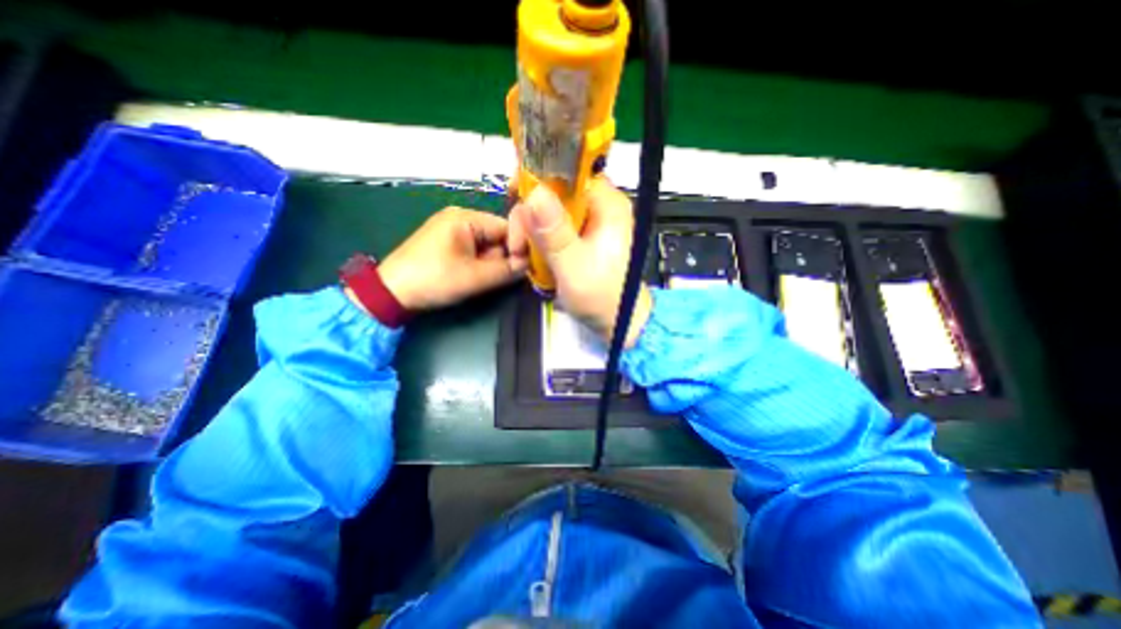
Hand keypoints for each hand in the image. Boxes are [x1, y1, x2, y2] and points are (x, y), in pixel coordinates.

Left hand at [377, 207, 529, 311]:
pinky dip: (481, 263)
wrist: (392, 292)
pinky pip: (474, 250)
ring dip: (493, 262)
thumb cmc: (434, 279)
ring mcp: (452, 230)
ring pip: (487, 245)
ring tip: (490, 279)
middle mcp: (460, 218)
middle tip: (508, 277)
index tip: (528, 267)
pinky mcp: (447, 242)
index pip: (506, 227)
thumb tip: (529, 266)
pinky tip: (478, 276)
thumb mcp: (475, 277)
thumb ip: (506, 270)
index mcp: (465, 218)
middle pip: (497, 235)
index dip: (519, 247)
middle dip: (504, 256)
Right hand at [506, 177, 653, 346]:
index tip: (514, 199)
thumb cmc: (603, 298)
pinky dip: (540, 244)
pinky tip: (536, 261)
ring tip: (525, 260)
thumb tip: (534, 191)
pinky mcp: (582, 239)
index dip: (538, 180)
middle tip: (518, 247)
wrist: (619, 323)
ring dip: (532, 235)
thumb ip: (554, 232)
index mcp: (607, 205)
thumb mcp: (574, 267)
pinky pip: (553, 230)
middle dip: (530, 218)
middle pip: (554, 194)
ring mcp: (590, 224)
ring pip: (549, 213)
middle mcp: (599, 208)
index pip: (568, 172)